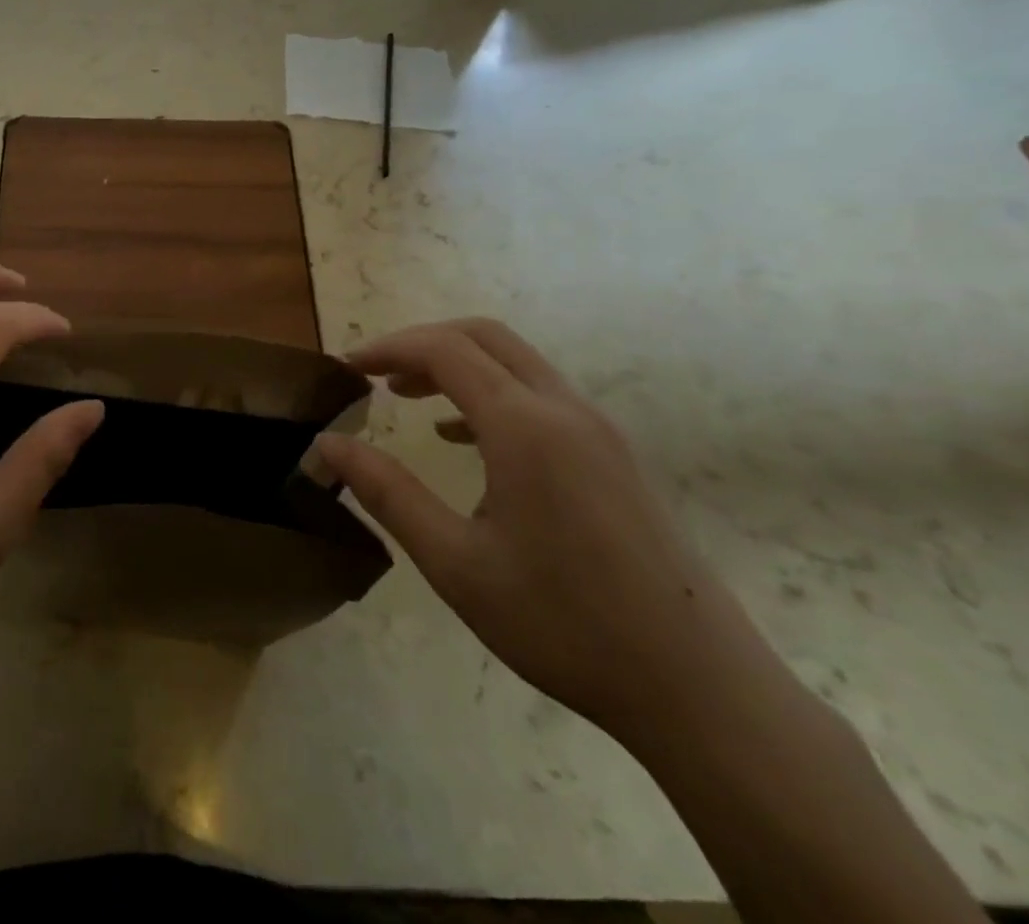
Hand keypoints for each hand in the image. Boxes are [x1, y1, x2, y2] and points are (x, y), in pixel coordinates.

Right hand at [317, 319, 767, 741]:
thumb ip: (386, 493)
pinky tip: (463, 438)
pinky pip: (540, 395)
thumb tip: (326, 445)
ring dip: (455, 364)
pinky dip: (489, 391)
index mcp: (525, 427)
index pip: (443, 350)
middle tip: (373, 373)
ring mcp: (598, 430)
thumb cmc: (564, 625)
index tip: (344, 369)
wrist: (702, 691)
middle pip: (482, 336)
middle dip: (420, 343)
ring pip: (515, 361)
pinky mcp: (614, 456)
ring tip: (406, 396)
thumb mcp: (455, 563)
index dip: (387, 348)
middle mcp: (565, 410)